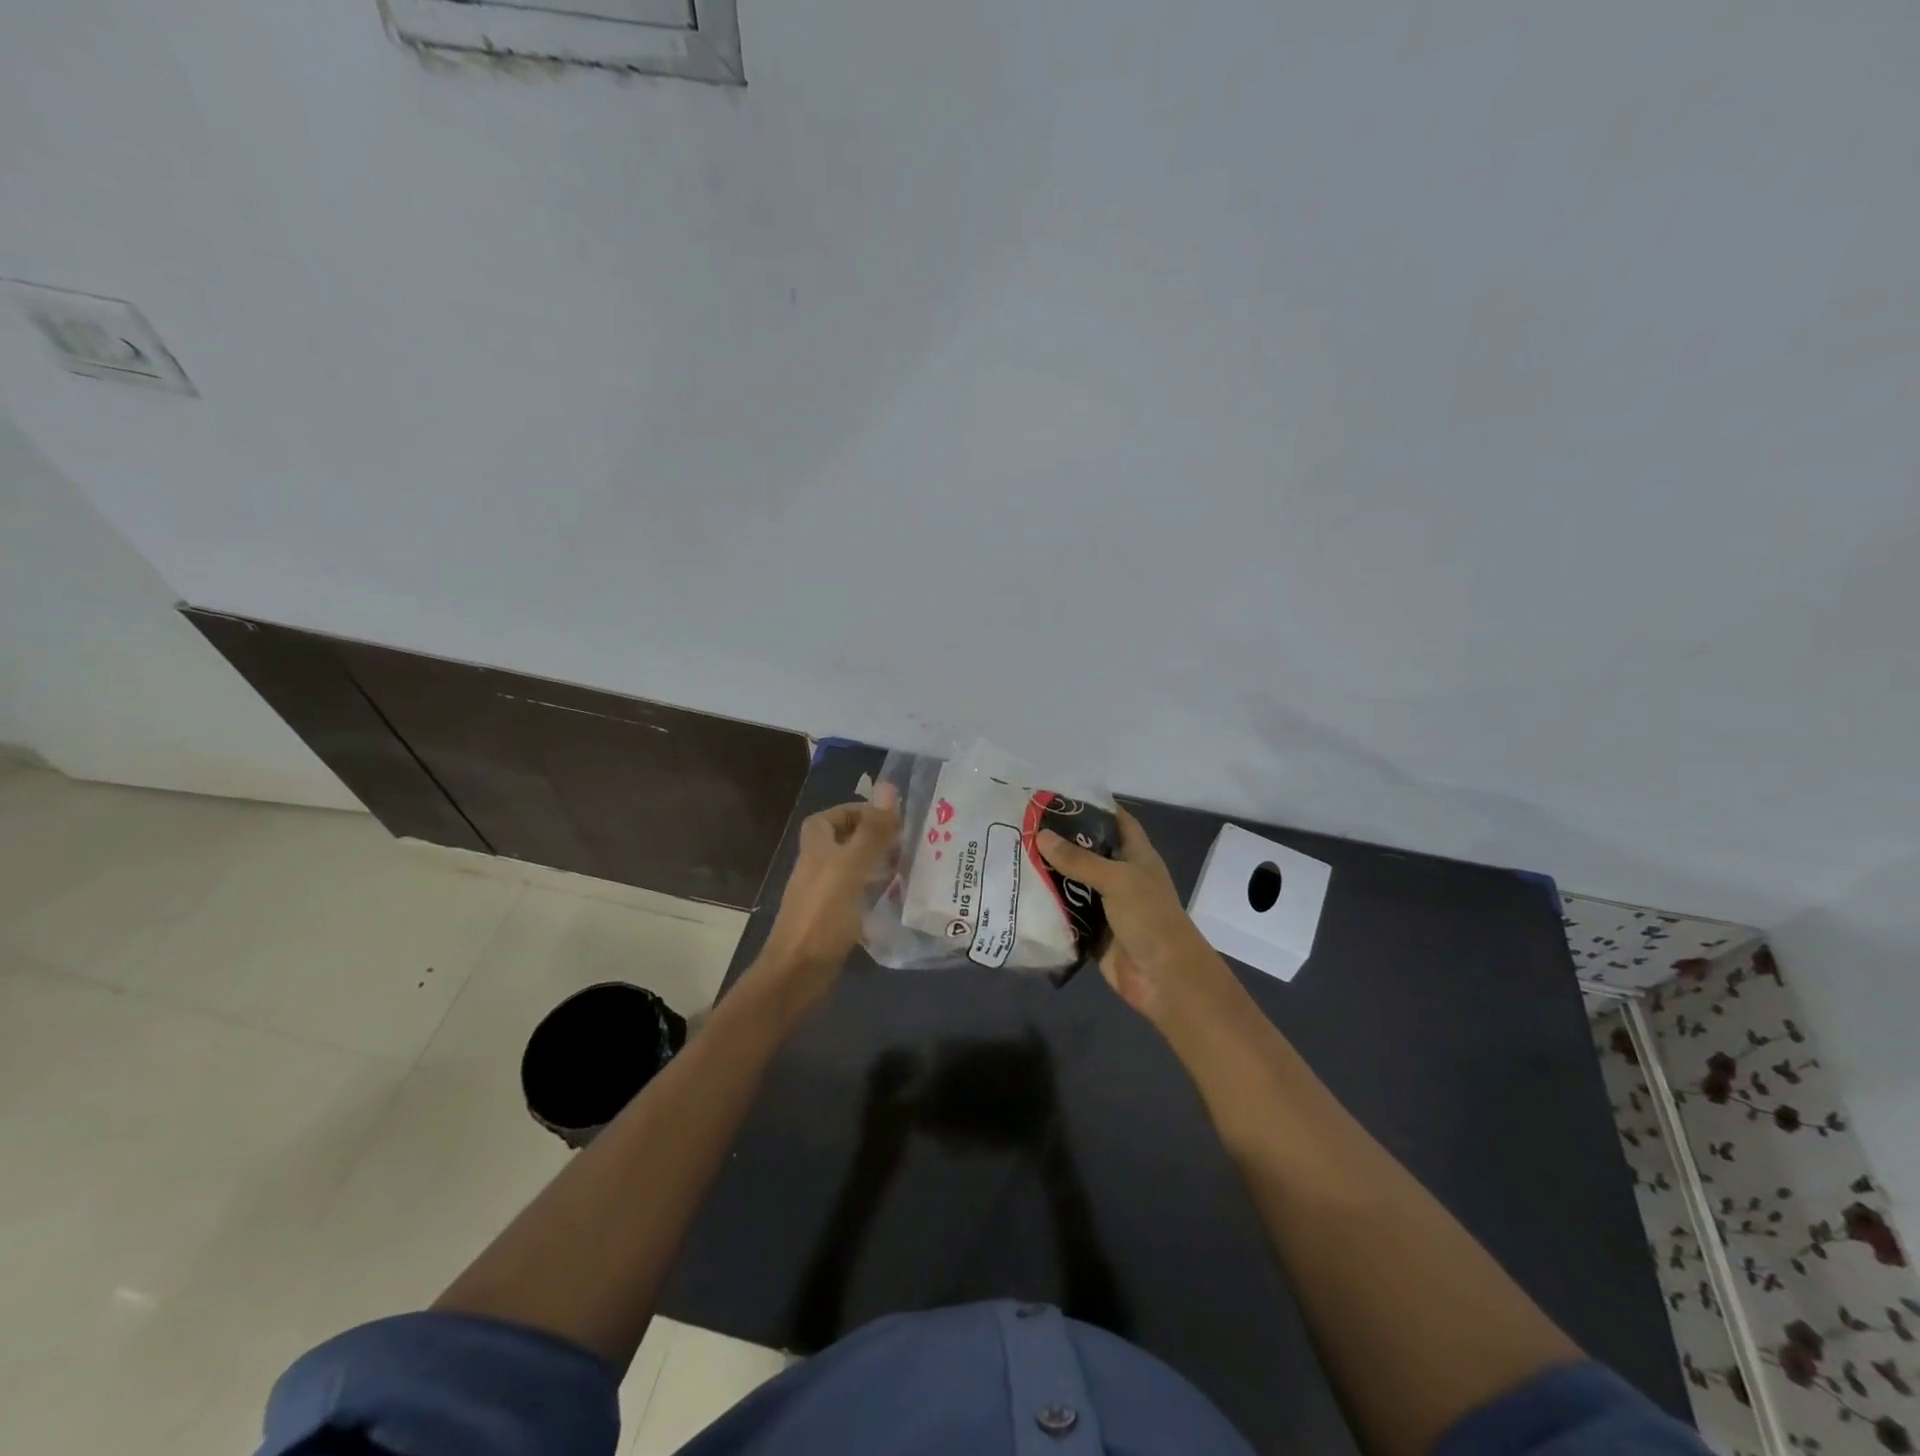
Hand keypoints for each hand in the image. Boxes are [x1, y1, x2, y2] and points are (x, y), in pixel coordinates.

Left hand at [753, 788, 899, 1012]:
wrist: (797, 974)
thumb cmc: (823, 915)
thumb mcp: (851, 867)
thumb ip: (872, 830)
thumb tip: (888, 785)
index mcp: (816, 849)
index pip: (830, 817)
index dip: (856, 812)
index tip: (888, 818)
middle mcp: (816, 868)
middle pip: (842, 843)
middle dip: (872, 839)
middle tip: (905, 843)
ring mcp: (822, 897)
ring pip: (851, 871)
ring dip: (876, 866)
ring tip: (908, 868)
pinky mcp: (831, 922)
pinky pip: (855, 898)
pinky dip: (874, 895)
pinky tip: (896, 901)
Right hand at [1037, 807, 1234, 1025]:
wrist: (1164, 978)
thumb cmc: (1149, 918)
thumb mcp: (1117, 880)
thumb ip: (1079, 859)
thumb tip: (1041, 836)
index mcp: (1136, 856)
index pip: (1116, 821)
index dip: (1093, 806)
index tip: (1057, 797)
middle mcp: (1121, 876)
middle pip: (1088, 851)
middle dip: (1060, 840)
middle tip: (1023, 825)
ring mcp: (1106, 905)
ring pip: (1073, 882)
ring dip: (1049, 873)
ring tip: (1013, 853)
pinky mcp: (1092, 930)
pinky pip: (1066, 912)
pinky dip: (1048, 905)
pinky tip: (1020, 892)